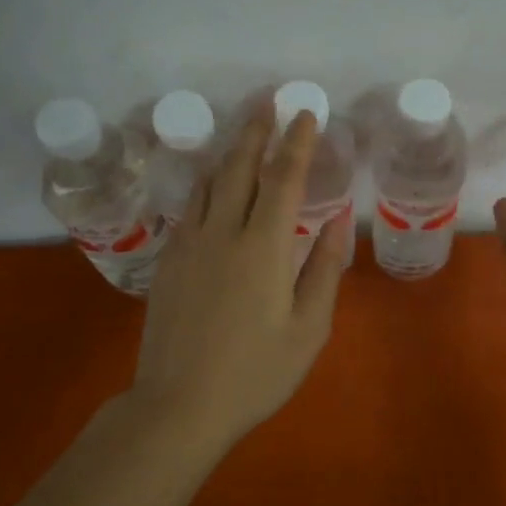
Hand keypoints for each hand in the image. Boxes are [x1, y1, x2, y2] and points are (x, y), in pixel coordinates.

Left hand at [134, 107, 349, 438]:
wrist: (178, 406)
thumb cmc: (256, 372)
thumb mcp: (309, 328)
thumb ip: (324, 268)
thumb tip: (336, 220)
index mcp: (264, 247)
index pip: (284, 179)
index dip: (297, 143)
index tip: (306, 113)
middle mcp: (223, 233)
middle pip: (240, 167)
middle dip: (256, 130)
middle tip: (267, 100)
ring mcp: (189, 245)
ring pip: (210, 183)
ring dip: (231, 152)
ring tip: (244, 132)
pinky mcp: (168, 262)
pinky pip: (191, 207)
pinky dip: (208, 185)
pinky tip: (213, 185)